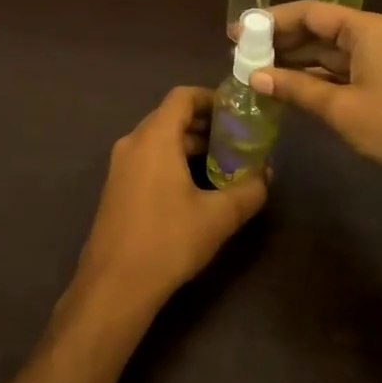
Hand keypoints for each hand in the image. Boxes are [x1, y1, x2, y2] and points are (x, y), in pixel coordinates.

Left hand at [72, 86, 268, 318]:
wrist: (114, 285)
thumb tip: (267, 174)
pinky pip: (148, 159)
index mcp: (154, 138)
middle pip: (171, 117)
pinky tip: (197, 187)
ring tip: (224, 163)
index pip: (182, 96)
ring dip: (190, 145)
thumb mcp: (219, 217)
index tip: (238, 111)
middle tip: (238, 139)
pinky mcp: (117, 188)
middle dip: (206, 124)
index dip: (212, 97)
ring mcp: (120, 166)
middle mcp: (133, 143)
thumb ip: (249, 190)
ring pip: (159, 140)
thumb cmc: (168, 241)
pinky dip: (173, 160)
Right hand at [253, 0, 381, 192]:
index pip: (310, 13)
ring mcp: (380, 59)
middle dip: (280, 41)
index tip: (238, 32)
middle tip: (241, 54)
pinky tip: (288, 88)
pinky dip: (314, 78)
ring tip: (256, 71)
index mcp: (365, 28)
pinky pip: (340, 71)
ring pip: (328, 52)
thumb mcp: (340, 108)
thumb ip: (295, 88)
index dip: (271, 21)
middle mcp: (373, 35)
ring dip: (294, 62)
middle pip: (318, 29)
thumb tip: (254, 76)